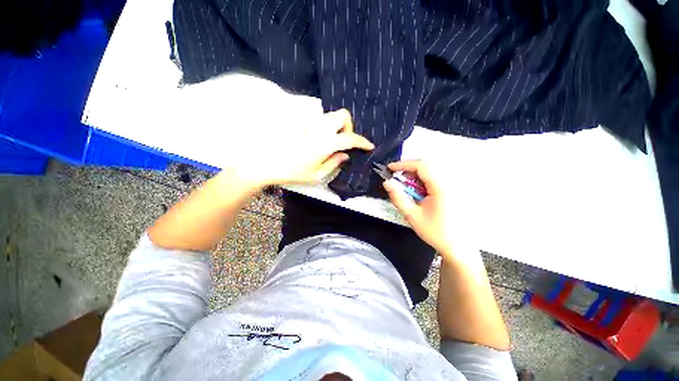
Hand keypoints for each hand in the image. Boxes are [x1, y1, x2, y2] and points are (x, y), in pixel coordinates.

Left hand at [228, 109, 373, 187]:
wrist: (264, 162)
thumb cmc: (291, 172)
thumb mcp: (316, 174)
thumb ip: (334, 163)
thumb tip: (345, 155)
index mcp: (326, 142)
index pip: (351, 138)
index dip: (363, 142)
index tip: (369, 146)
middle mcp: (319, 127)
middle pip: (343, 115)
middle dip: (348, 127)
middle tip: (343, 141)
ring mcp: (308, 122)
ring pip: (330, 115)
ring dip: (336, 126)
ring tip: (330, 140)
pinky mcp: (299, 121)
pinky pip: (317, 118)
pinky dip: (323, 126)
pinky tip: (316, 137)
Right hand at [383, 160, 457, 256]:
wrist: (458, 247)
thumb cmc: (435, 232)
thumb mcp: (412, 216)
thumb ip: (398, 197)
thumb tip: (387, 183)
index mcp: (441, 187)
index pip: (421, 166)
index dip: (403, 164)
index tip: (389, 168)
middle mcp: (449, 182)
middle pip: (426, 166)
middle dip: (408, 169)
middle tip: (395, 178)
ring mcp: (453, 186)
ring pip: (431, 172)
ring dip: (415, 175)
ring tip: (404, 186)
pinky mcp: (453, 191)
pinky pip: (435, 179)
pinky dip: (423, 181)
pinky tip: (417, 191)